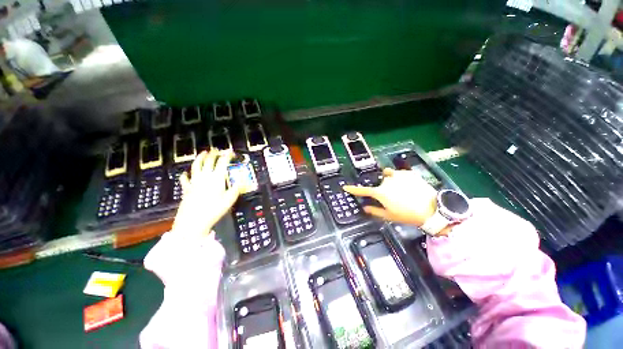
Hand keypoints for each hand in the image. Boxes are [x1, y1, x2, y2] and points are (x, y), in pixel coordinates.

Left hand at [172, 149, 239, 237]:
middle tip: (217, 150)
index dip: (227, 155)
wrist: (193, 221)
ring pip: (196, 166)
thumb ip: (236, 188)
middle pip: (208, 161)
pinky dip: (185, 175)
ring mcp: (194, 182)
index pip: (222, 162)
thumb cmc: (214, 210)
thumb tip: (241, 180)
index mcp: (216, 178)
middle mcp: (204, 177)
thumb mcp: (230, 200)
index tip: (230, 152)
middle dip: (214, 154)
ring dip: (200, 158)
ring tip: (203, 153)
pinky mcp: (186, 189)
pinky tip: (185, 173)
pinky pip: (185, 179)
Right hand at [343, 168, 437, 226]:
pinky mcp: (408, 172)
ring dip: (389, 180)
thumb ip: (374, 210)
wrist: (431, 208)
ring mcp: (398, 175)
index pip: (363, 190)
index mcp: (380, 192)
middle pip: (379, 183)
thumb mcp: (389, 215)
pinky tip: (409, 186)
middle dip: (382, 188)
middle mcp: (386, 181)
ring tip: (399, 188)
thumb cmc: (407, 215)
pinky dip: (400, 178)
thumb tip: (365, 207)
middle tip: (392, 198)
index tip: (346, 187)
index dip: (353, 189)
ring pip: (388, 175)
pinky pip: (399, 173)